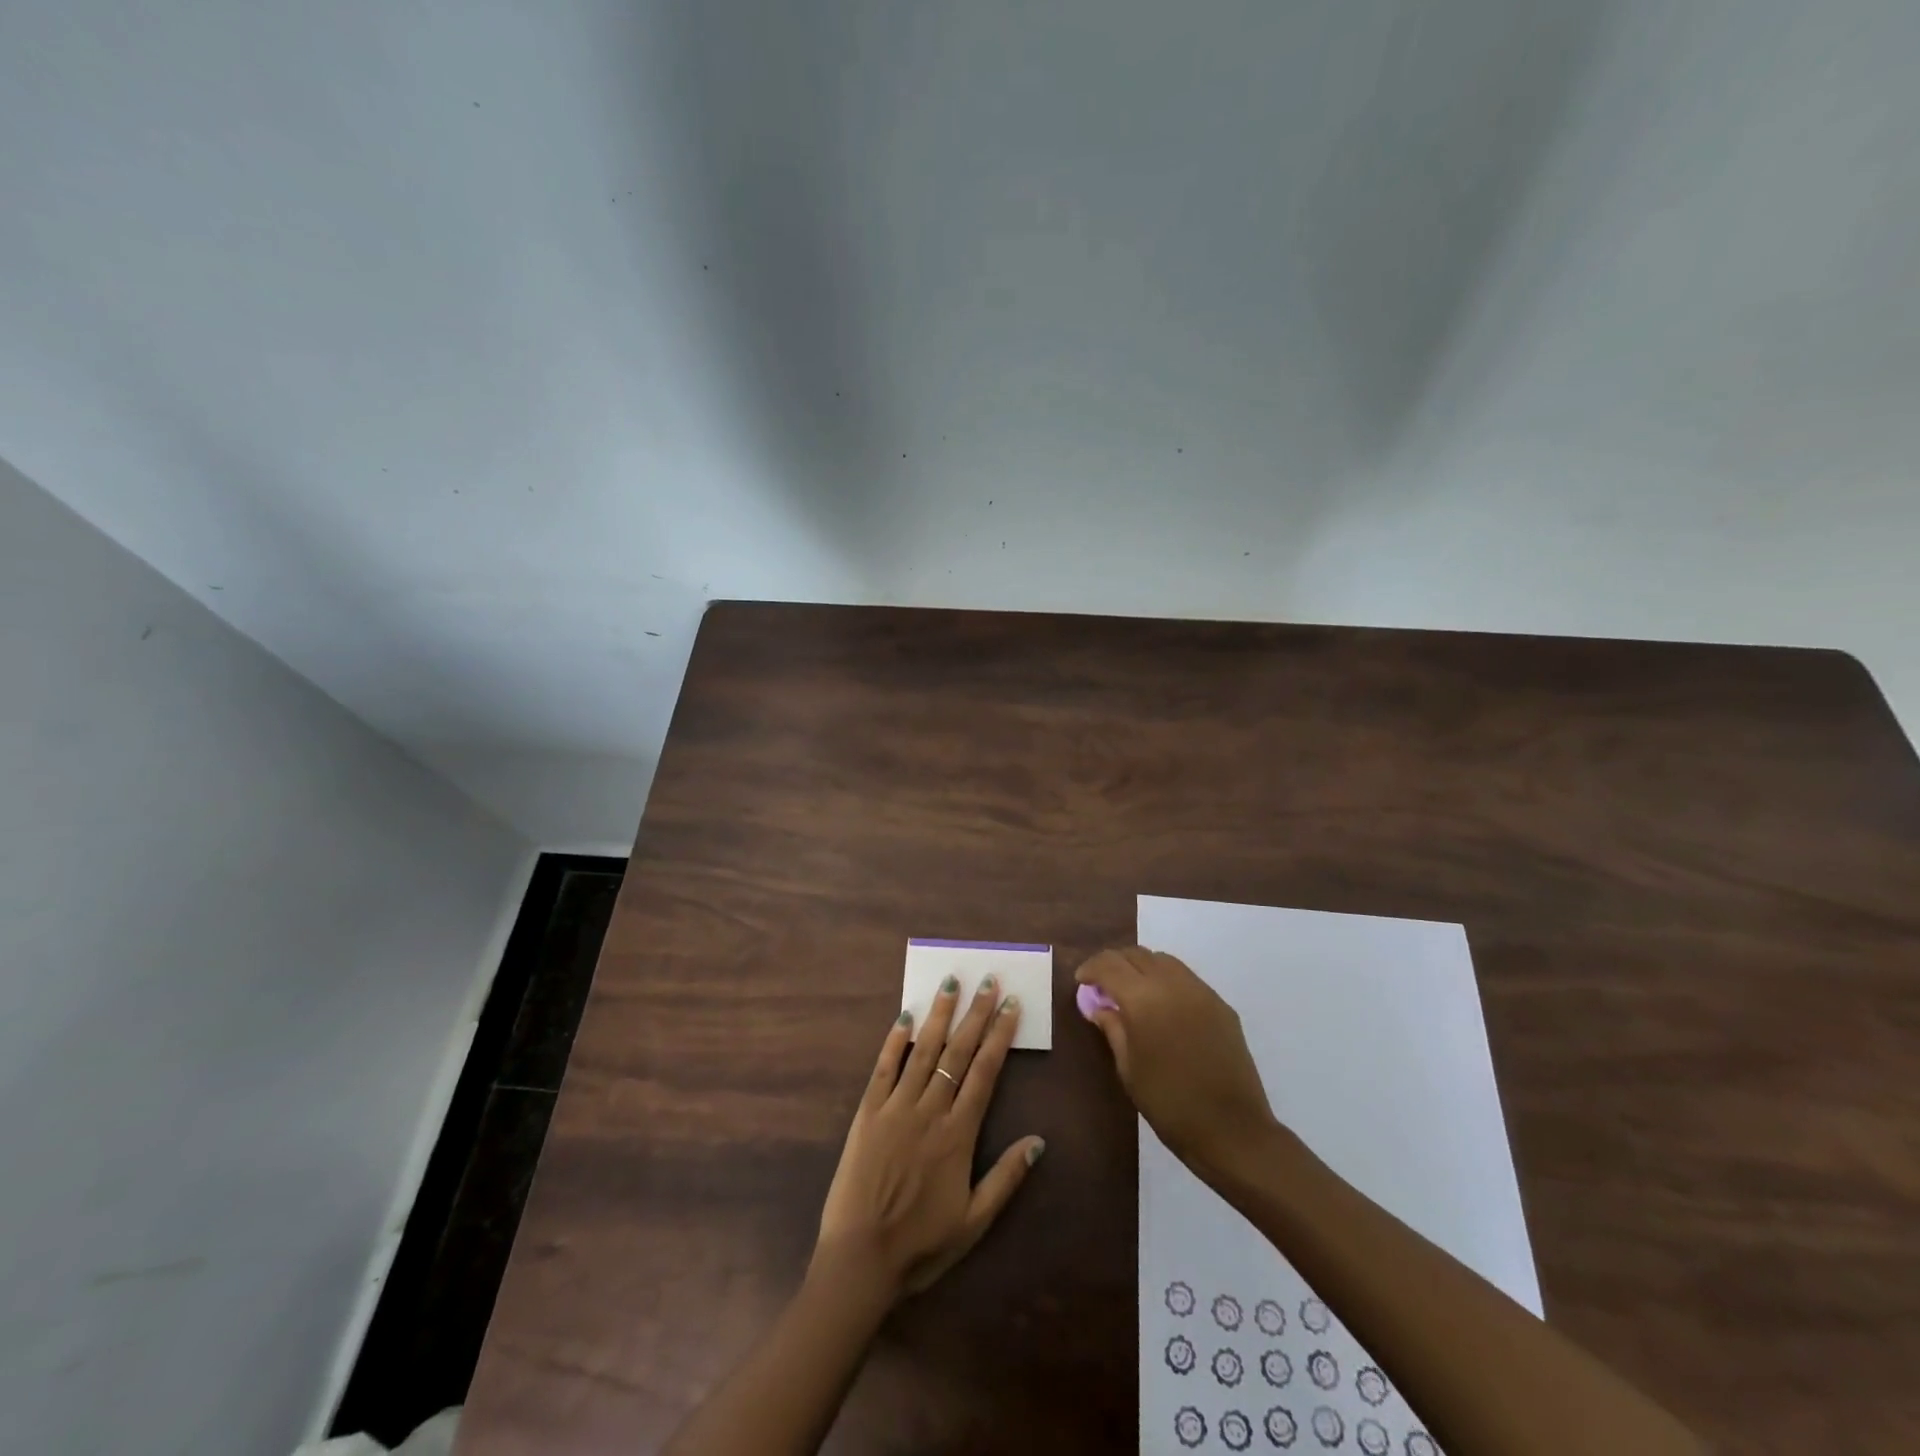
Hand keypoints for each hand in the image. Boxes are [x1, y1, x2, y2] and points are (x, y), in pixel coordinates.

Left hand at [813, 976, 1044, 1302]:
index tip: (1010, 1006)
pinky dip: (895, 1040)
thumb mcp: (974, 1221)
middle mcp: (930, 1110)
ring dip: (939, 1015)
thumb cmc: (921, 1244)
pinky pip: (884, 1068)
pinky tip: (906, 1016)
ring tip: (952, 982)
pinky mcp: (868, 1112)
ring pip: (923, 1051)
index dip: (999, 1036)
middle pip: (957, 1053)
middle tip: (988, 981)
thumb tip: (1039, 1141)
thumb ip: (1006, 1178)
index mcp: (958, 1134)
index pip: (984, 1073)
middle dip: (975, 1014)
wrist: (860, 1258)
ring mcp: (896, 1107)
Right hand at [1076, 946, 1277, 1179]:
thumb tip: (1099, 1006)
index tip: (1081, 981)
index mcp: (1143, 999)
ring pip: (1164, 960)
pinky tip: (1164, 1007)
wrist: (1232, 1130)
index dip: (1091, 968)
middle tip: (1102, 984)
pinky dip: (1167, 981)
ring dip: (1142, 967)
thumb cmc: (1169, 1104)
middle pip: (1136, 954)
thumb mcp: (1129, 1069)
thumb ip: (1113, 1028)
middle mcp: (1172, 984)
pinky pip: (1187, 978)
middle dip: (1114, 963)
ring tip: (1132, 992)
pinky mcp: (1221, 1005)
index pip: (1109, 965)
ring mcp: (1201, 991)